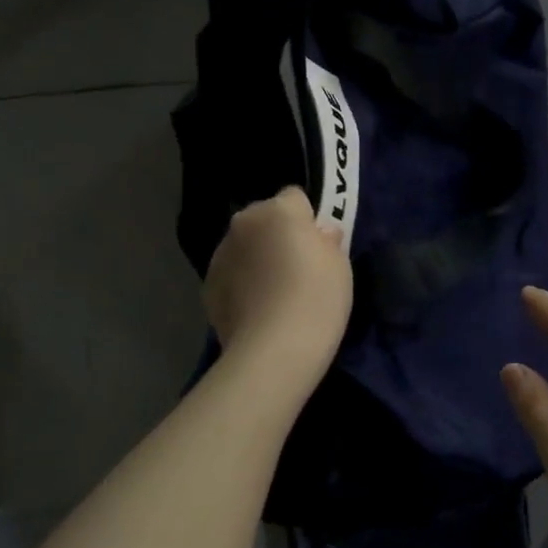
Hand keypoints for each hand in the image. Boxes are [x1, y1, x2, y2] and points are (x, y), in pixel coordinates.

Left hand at [204, 187, 352, 382]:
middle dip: (277, 235)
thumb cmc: (317, 299)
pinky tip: (257, 310)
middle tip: (297, 268)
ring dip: (257, 259)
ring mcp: (220, 254)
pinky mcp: (207, 285)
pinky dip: (241, 284)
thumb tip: (319, 234)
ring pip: (245, 246)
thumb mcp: (340, 265)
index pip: (295, 197)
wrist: (274, 350)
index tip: (318, 245)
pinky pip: (231, 274)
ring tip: (275, 294)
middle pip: (264, 219)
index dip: (308, 219)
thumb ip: (327, 240)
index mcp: (278, 210)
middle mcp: (243, 223)